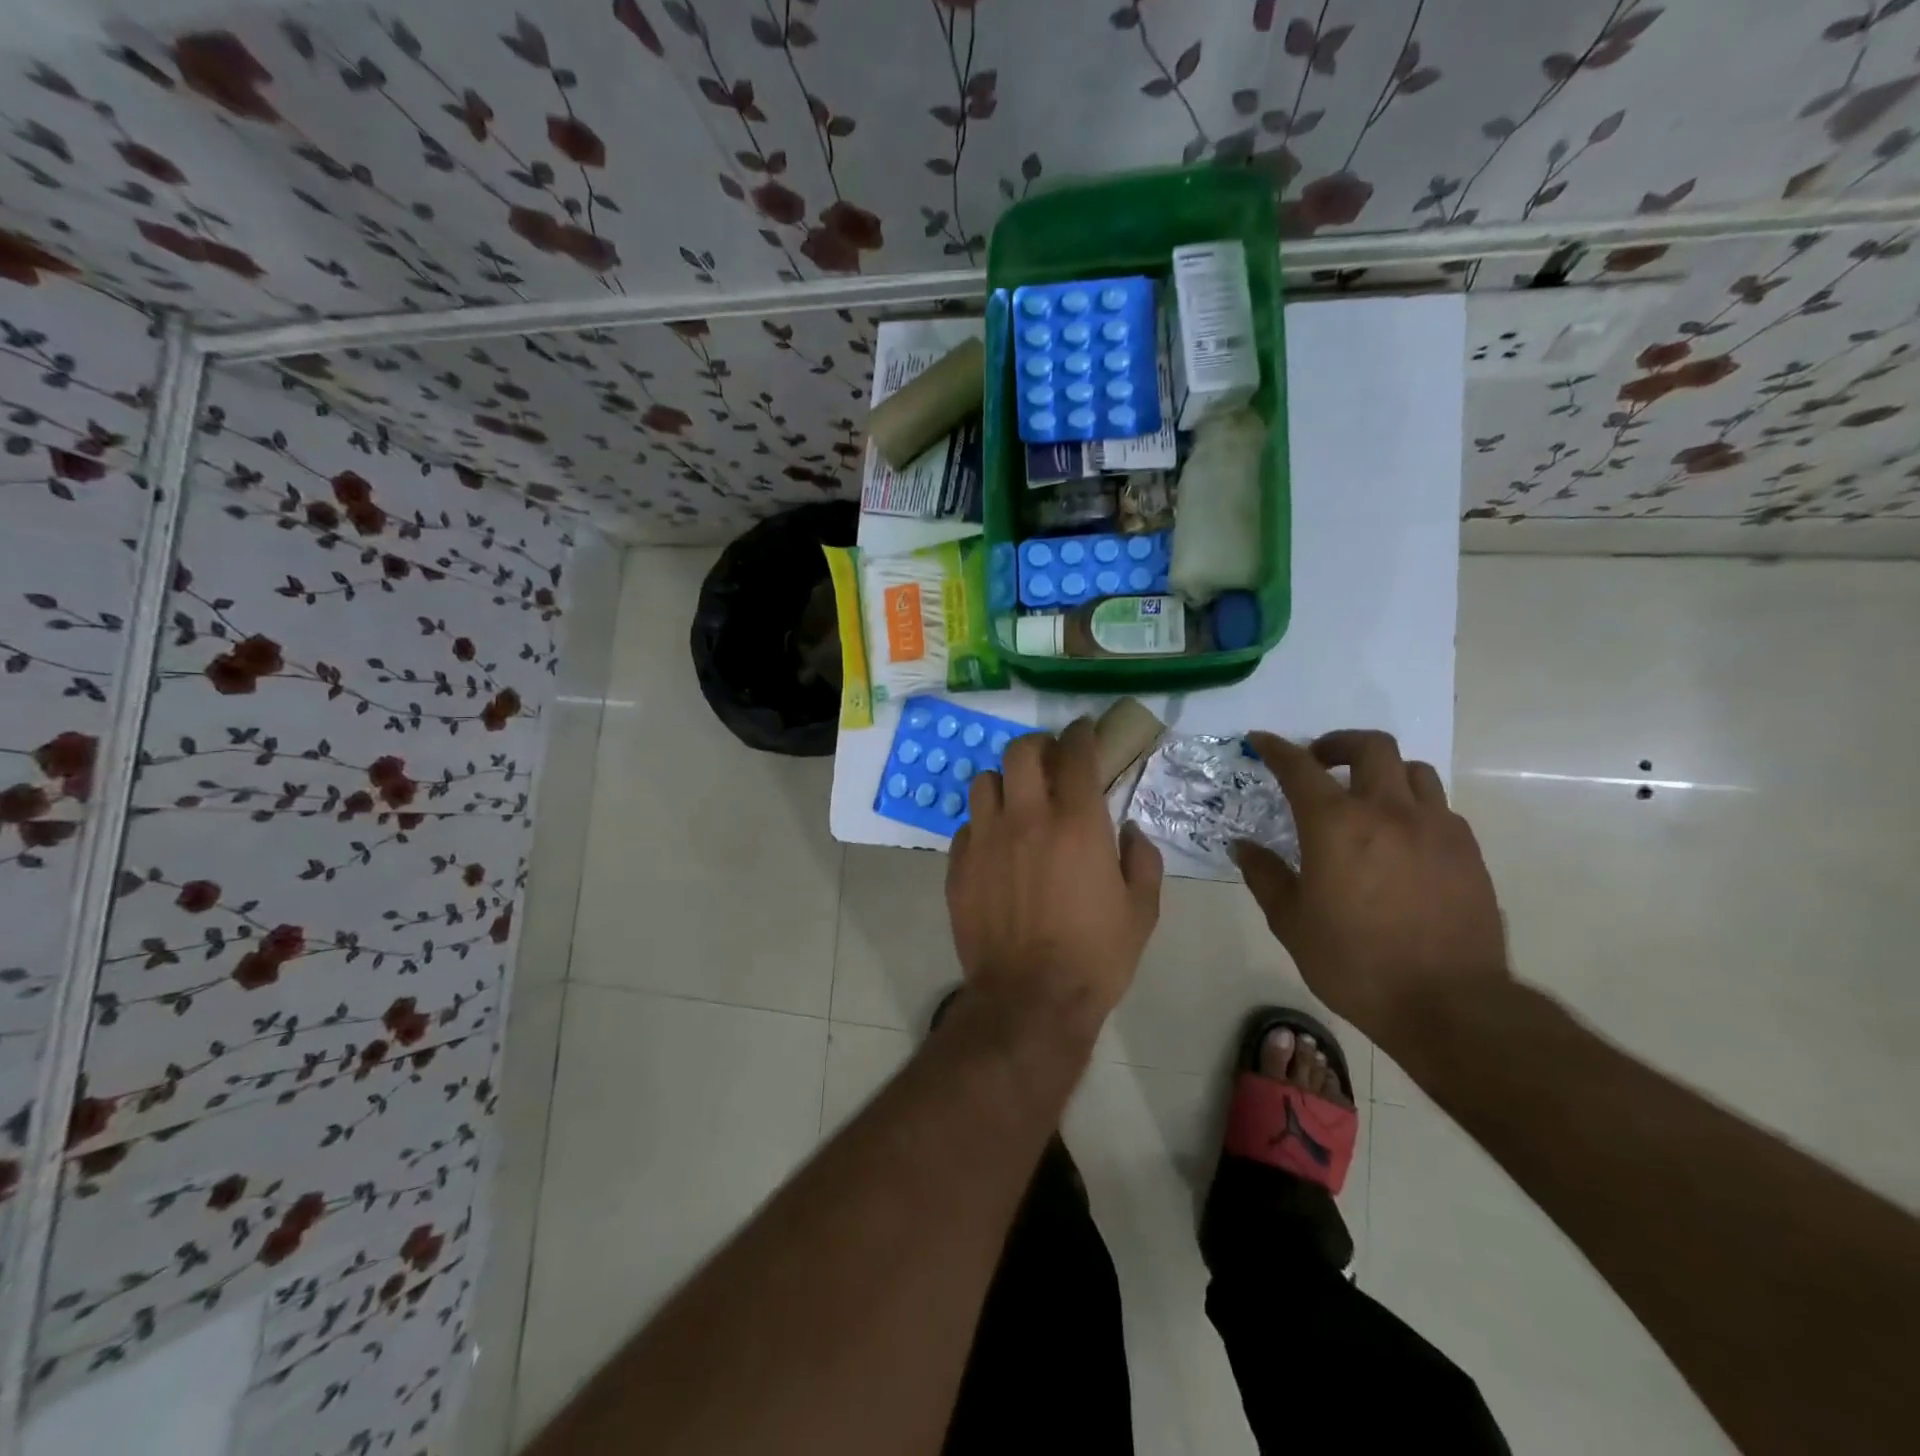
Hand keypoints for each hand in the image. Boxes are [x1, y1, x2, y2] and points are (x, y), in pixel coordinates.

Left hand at [947, 718, 1163, 1036]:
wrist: (1031, 999)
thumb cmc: (1095, 955)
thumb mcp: (1142, 909)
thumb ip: (1141, 858)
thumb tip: (1129, 830)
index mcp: (1077, 822)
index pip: (1075, 754)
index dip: (1081, 733)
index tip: (1084, 730)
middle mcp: (1027, 818)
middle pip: (1021, 752)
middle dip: (1038, 747)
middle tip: (1050, 762)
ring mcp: (985, 839)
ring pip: (984, 780)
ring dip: (1005, 781)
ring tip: (1017, 800)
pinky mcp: (958, 864)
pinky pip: (967, 825)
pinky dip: (984, 824)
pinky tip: (996, 845)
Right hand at [1233, 730, 1508, 1047]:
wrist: (1450, 1004)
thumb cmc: (1355, 963)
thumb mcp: (1292, 922)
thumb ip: (1265, 876)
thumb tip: (1244, 847)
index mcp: (1336, 825)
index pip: (1299, 767)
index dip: (1277, 749)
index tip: (1262, 741)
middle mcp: (1388, 812)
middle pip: (1371, 747)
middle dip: (1339, 744)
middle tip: (1320, 762)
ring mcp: (1435, 828)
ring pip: (1413, 770)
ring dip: (1382, 772)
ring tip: (1367, 797)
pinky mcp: (1467, 851)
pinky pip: (1439, 807)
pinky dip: (1414, 806)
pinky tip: (1402, 837)